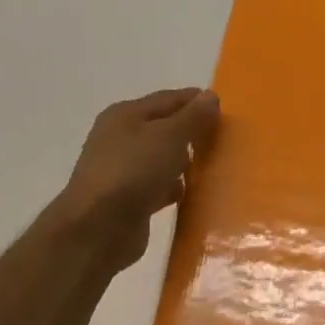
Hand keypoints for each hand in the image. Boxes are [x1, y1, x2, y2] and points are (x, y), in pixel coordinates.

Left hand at [50, 87, 219, 271]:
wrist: (98, 229)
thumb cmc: (133, 171)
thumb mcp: (169, 137)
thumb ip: (193, 117)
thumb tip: (211, 96)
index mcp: (125, 115)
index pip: (168, 99)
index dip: (196, 101)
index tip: (226, 111)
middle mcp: (120, 138)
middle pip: (164, 129)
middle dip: (193, 133)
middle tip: (225, 140)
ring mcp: (123, 170)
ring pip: (162, 159)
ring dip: (185, 163)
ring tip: (215, 168)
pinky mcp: (128, 200)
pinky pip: (159, 187)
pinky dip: (174, 188)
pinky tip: (194, 195)